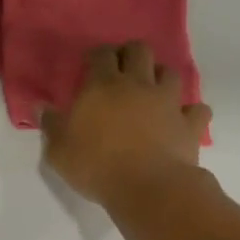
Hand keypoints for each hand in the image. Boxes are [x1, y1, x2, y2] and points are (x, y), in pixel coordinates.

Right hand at [41, 42, 212, 211]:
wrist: (148, 188)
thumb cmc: (96, 165)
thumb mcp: (58, 149)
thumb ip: (50, 125)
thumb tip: (41, 108)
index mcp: (102, 85)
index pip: (101, 54)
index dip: (97, 55)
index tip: (90, 64)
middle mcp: (137, 85)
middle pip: (139, 51)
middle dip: (130, 54)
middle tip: (122, 70)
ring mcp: (167, 103)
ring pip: (171, 73)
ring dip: (161, 77)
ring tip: (152, 91)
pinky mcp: (190, 125)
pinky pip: (198, 110)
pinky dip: (191, 112)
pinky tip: (183, 119)